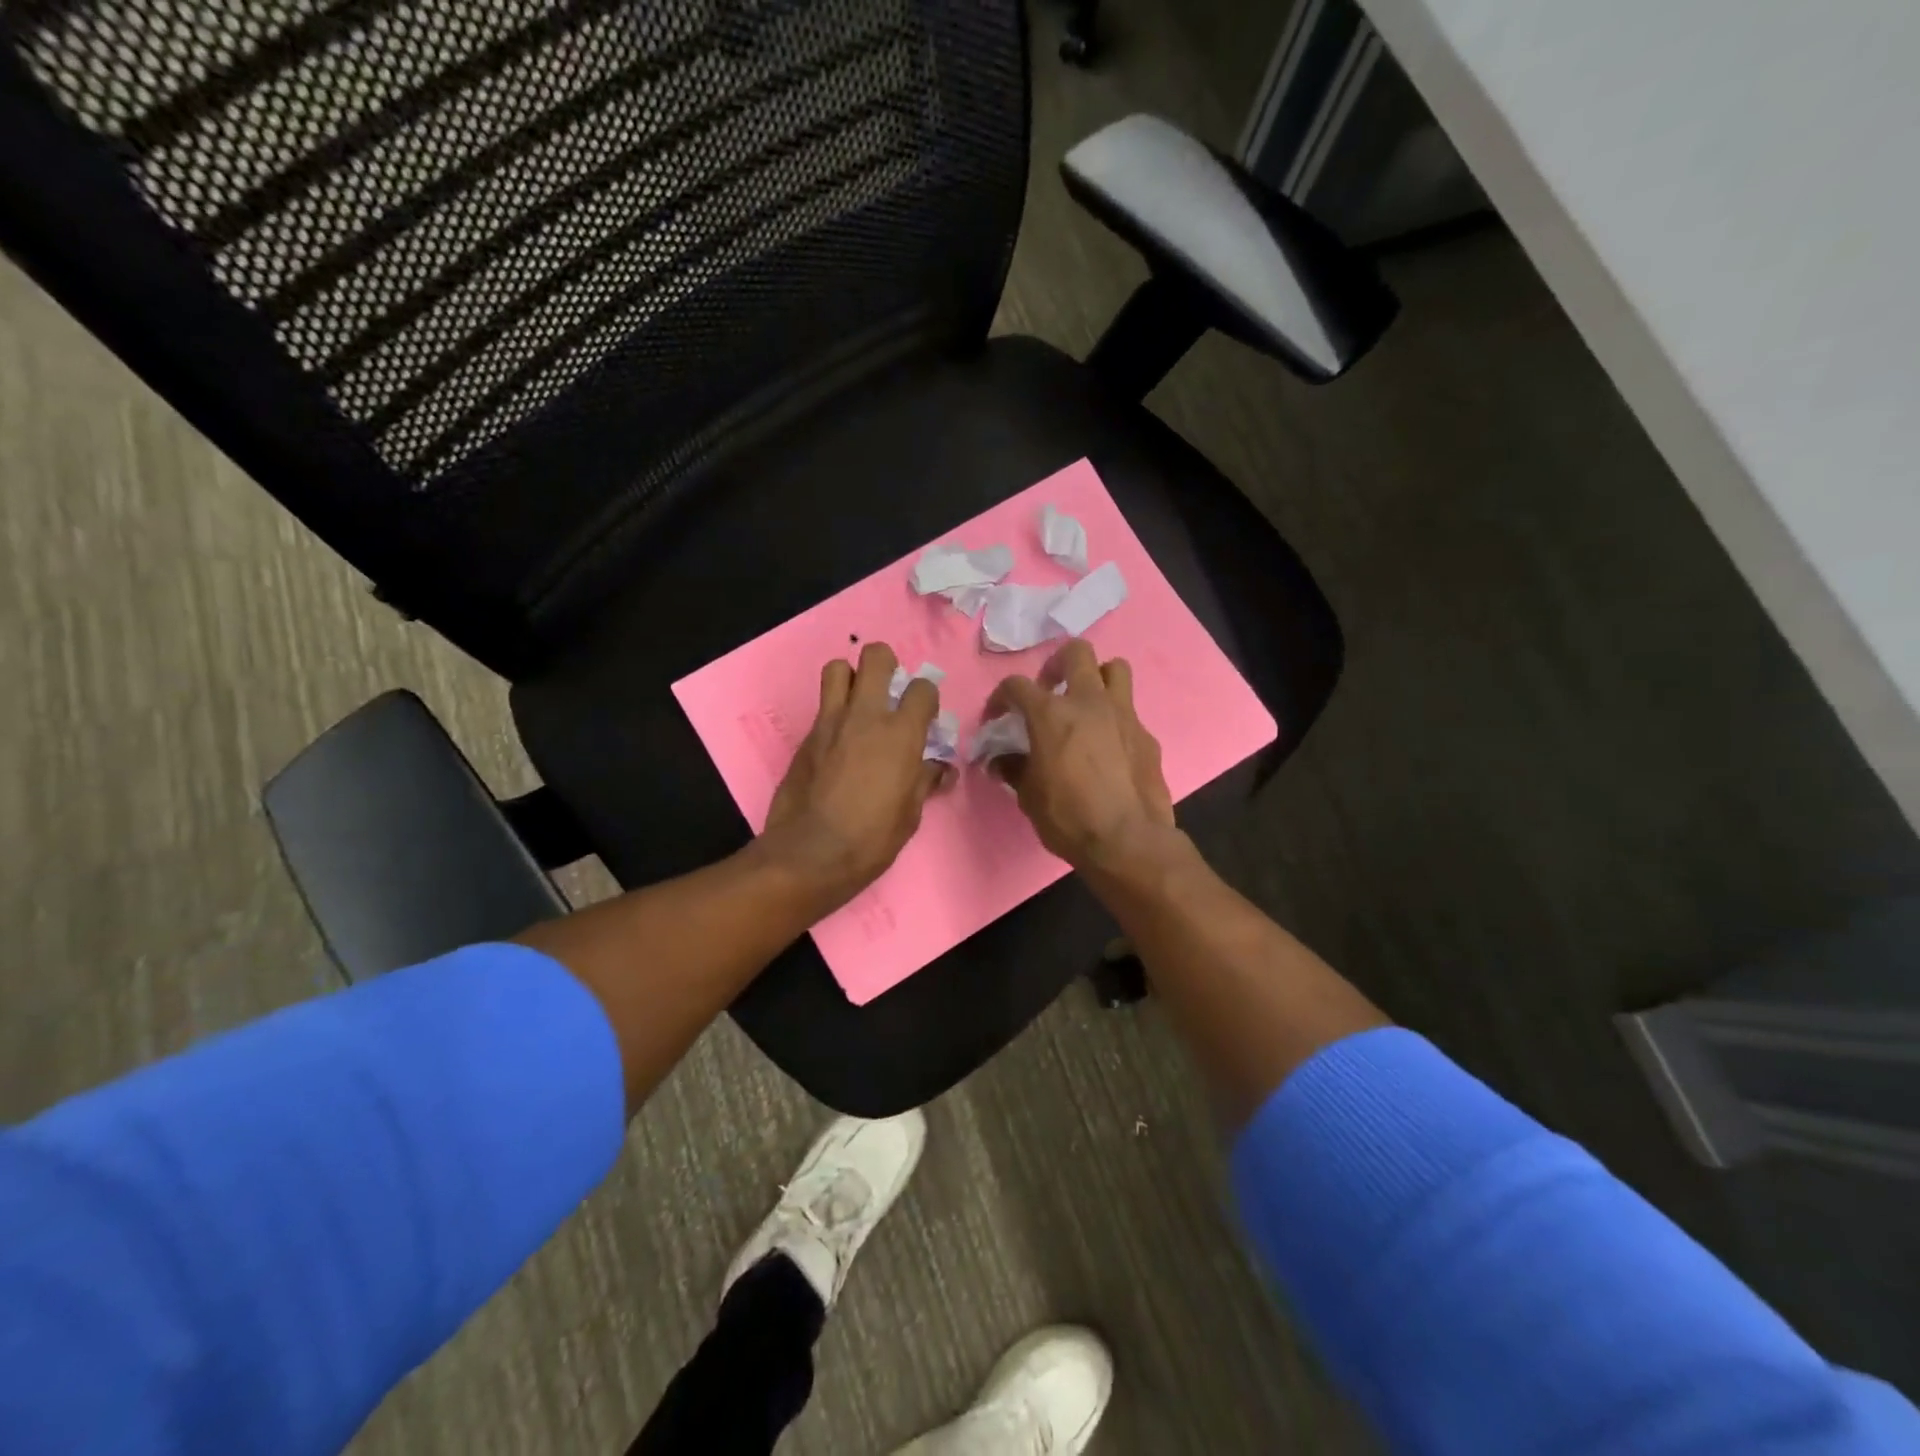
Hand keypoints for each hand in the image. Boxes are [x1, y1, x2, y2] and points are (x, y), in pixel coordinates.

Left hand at [763, 643, 951, 908]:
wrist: (809, 854)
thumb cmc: (871, 839)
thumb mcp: (910, 814)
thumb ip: (925, 781)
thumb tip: (941, 769)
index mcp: (900, 734)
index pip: (922, 688)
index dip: (927, 697)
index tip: (925, 716)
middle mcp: (865, 716)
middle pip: (875, 656)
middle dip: (886, 664)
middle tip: (889, 690)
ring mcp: (830, 722)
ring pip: (837, 668)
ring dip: (851, 677)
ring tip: (858, 702)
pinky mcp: (805, 736)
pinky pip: (822, 706)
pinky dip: (834, 711)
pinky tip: (839, 740)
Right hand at [986, 640, 1175, 870]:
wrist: (1127, 840)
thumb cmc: (1068, 817)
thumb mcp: (1028, 796)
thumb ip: (1013, 769)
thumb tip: (999, 761)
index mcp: (1051, 714)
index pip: (1017, 685)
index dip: (1001, 697)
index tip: (997, 717)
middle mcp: (1088, 702)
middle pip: (1076, 652)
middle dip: (1057, 665)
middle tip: (1050, 689)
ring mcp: (1123, 714)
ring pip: (1115, 668)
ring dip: (1097, 678)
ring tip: (1086, 704)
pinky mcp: (1146, 735)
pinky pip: (1130, 712)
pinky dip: (1115, 720)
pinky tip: (1109, 747)